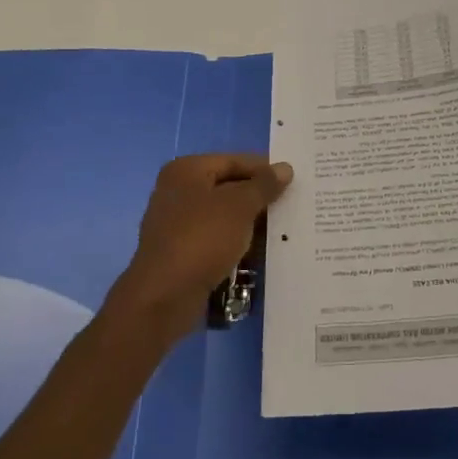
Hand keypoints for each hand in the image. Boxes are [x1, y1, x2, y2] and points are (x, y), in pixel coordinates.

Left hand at [106, 153, 291, 343]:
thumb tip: (284, 168)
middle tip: (292, 206)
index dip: (264, 169)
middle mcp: (178, 192)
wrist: (164, 297)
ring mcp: (177, 224)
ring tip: (283, 231)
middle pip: (229, 188)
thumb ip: (264, 185)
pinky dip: (237, 244)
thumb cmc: (202, 239)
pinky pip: (217, 241)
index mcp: (186, 170)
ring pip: (224, 217)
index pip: (234, 161)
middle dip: (259, 199)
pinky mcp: (182, 253)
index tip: (294, 181)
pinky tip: (260, 254)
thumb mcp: (240, 206)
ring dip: (250, 224)